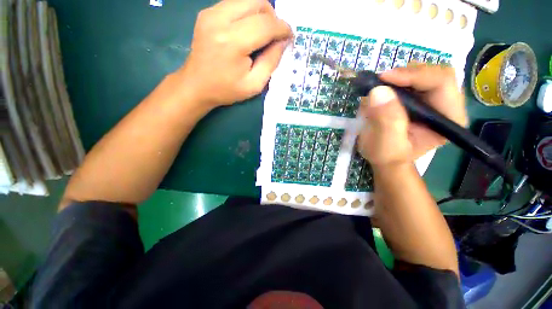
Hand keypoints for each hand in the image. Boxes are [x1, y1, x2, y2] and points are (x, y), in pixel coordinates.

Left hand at [176, 0, 291, 108]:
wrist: (196, 85)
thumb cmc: (226, 89)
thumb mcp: (254, 84)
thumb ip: (271, 62)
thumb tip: (283, 42)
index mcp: (233, 42)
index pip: (266, 24)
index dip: (282, 28)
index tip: (289, 36)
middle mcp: (220, 20)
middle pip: (258, 3)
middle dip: (273, 17)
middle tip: (275, 35)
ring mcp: (211, 13)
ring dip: (261, 13)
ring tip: (263, 33)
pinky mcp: (207, 12)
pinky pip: (235, 3)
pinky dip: (247, 13)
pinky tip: (248, 30)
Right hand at [358, 64, 467, 166]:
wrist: (385, 157)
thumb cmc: (388, 155)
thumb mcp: (386, 144)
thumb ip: (386, 121)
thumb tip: (379, 91)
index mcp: (449, 119)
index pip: (442, 83)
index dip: (415, 75)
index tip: (385, 78)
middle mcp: (447, 105)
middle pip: (436, 73)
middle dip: (408, 73)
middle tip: (381, 80)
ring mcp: (434, 100)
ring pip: (425, 72)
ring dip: (401, 75)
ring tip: (380, 86)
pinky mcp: (421, 97)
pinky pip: (412, 79)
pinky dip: (396, 79)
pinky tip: (384, 89)